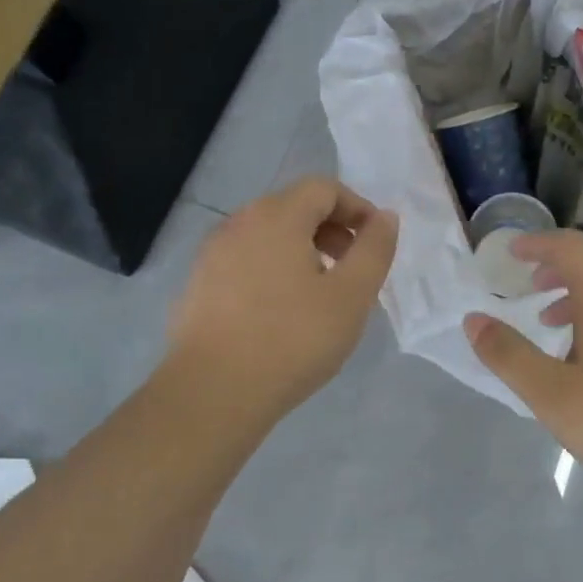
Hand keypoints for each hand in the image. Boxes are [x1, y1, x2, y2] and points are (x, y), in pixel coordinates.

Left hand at [167, 177, 398, 421]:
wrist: (211, 393)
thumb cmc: (291, 339)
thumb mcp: (351, 295)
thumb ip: (374, 249)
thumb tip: (384, 217)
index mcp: (277, 216)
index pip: (324, 188)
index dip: (357, 208)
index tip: (375, 244)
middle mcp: (239, 223)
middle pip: (294, 207)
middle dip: (331, 229)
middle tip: (353, 268)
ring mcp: (212, 254)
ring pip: (268, 235)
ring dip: (303, 250)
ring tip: (321, 293)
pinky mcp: (198, 285)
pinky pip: (246, 261)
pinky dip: (273, 270)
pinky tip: (282, 313)